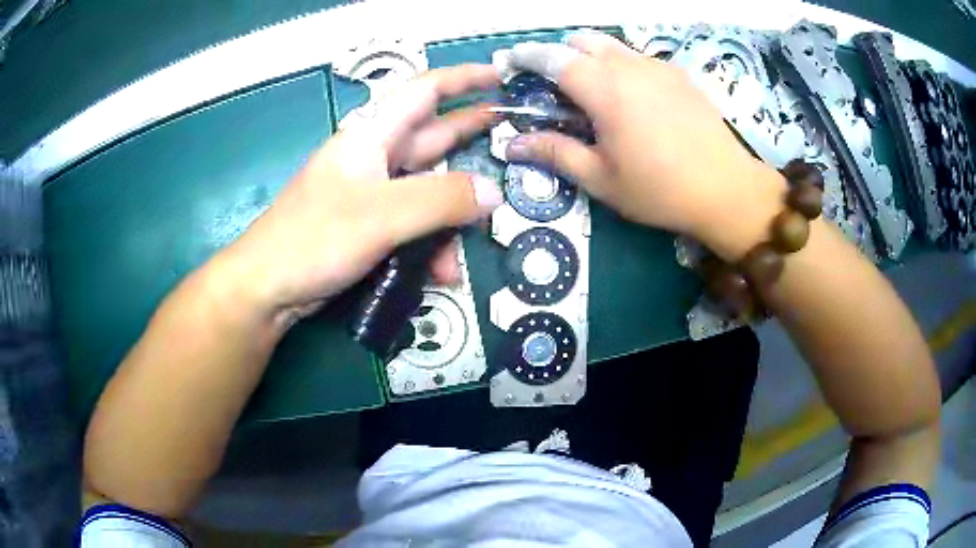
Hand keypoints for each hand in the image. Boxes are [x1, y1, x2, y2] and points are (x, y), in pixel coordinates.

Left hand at [219, 65, 503, 323]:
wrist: (268, 288)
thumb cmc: (313, 238)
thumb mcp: (381, 215)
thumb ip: (440, 200)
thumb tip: (494, 193)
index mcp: (372, 136)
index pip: (424, 91)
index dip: (463, 78)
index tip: (500, 76)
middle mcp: (375, 158)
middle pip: (433, 137)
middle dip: (470, 136)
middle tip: (512, 137)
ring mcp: (372, 194)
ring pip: (428, 191)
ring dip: (450, 220)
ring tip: (462, 254)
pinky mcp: (370, 226)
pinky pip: (414, 225)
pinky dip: (430, 246)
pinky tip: (438, 275)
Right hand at [502, 32, 786, 260]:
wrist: (727, 189)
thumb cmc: (659, 189)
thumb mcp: (601, 178)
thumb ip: (555, 153)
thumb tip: (512, 145)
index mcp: (603, 88)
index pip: (553, 58)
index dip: (527, 56)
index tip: (511, 62)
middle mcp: (629, 66)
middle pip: (583, 41)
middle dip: (561, 54)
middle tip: (557, 85)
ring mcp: (658, 67)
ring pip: (613, 46)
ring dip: (593, 58)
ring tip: (594, 92)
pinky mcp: (679, 76)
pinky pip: (640, 59)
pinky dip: (623, 67)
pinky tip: (633, 99)